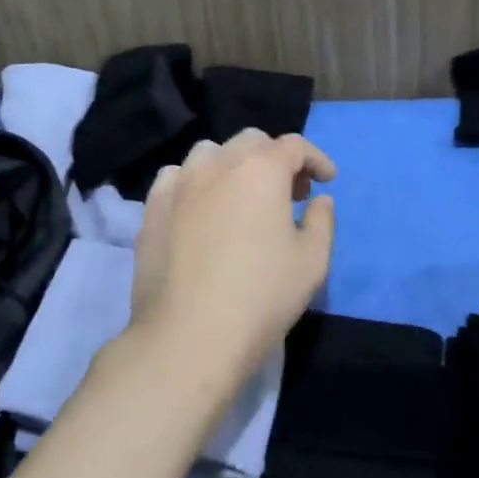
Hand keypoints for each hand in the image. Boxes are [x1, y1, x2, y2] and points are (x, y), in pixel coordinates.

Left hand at [127, 129, 335, 397]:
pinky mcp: (152, 208)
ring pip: (210, 153)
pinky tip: (201, 209)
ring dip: (233, 165)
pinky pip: (176, 178)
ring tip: (241, 198)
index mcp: (261, 169)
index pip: (293, 145)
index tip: (326, 181)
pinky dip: (195, 182)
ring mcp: (179, 183)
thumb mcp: (312, 261)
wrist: (189, 335)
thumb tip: (319, 200)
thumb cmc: (261, 296)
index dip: (315, 159)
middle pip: (251, 142)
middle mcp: (218, 163)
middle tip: (288, 193)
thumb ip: (322, 221)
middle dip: (275, 158)